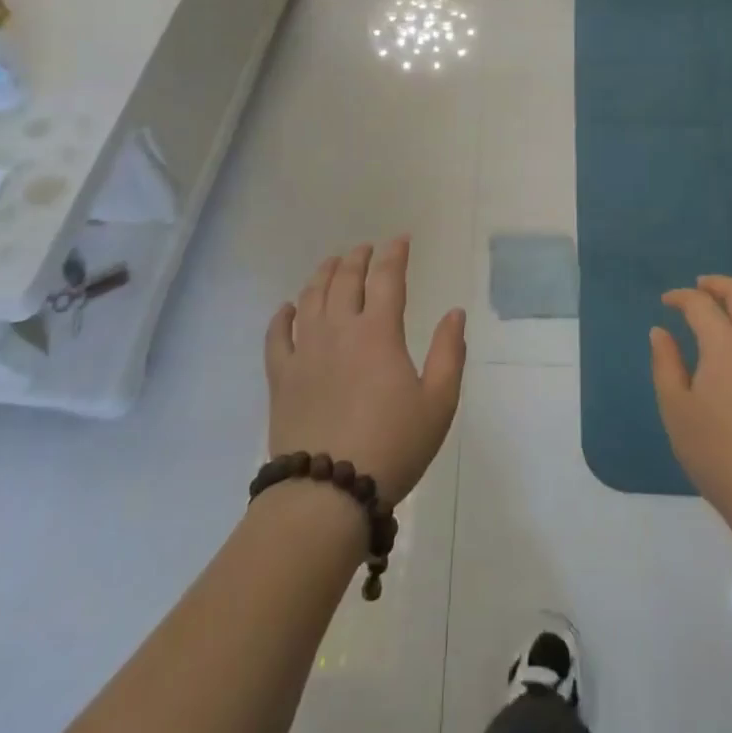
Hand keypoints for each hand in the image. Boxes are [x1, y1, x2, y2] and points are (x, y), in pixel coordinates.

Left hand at [264, 238, 466, 507]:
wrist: (327, 493)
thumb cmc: (393, 446)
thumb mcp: (439, 402)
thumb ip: (450, 352)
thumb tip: (454, 312)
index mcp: (379, 332)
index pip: (388, 278)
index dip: (395, 254)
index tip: (401, 239)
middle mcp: (339, 330)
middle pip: (346, 279)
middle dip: (358, 258)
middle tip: (367, 248)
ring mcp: (305, 351)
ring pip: (311, 298)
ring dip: (323, 274)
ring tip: (332, 263)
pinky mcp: (281, 377)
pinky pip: (277, 336)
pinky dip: (282, 315)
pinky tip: (288, 307)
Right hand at [651, 276, 731, 527]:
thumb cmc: (715, 450)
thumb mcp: (676, 407)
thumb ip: (666, 363)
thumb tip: (660, 332)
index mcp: (726, 344)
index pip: (702, 305)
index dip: (682, 298)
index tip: (666, 302)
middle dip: (719, 285)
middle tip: (700, 286)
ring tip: (727, 303)